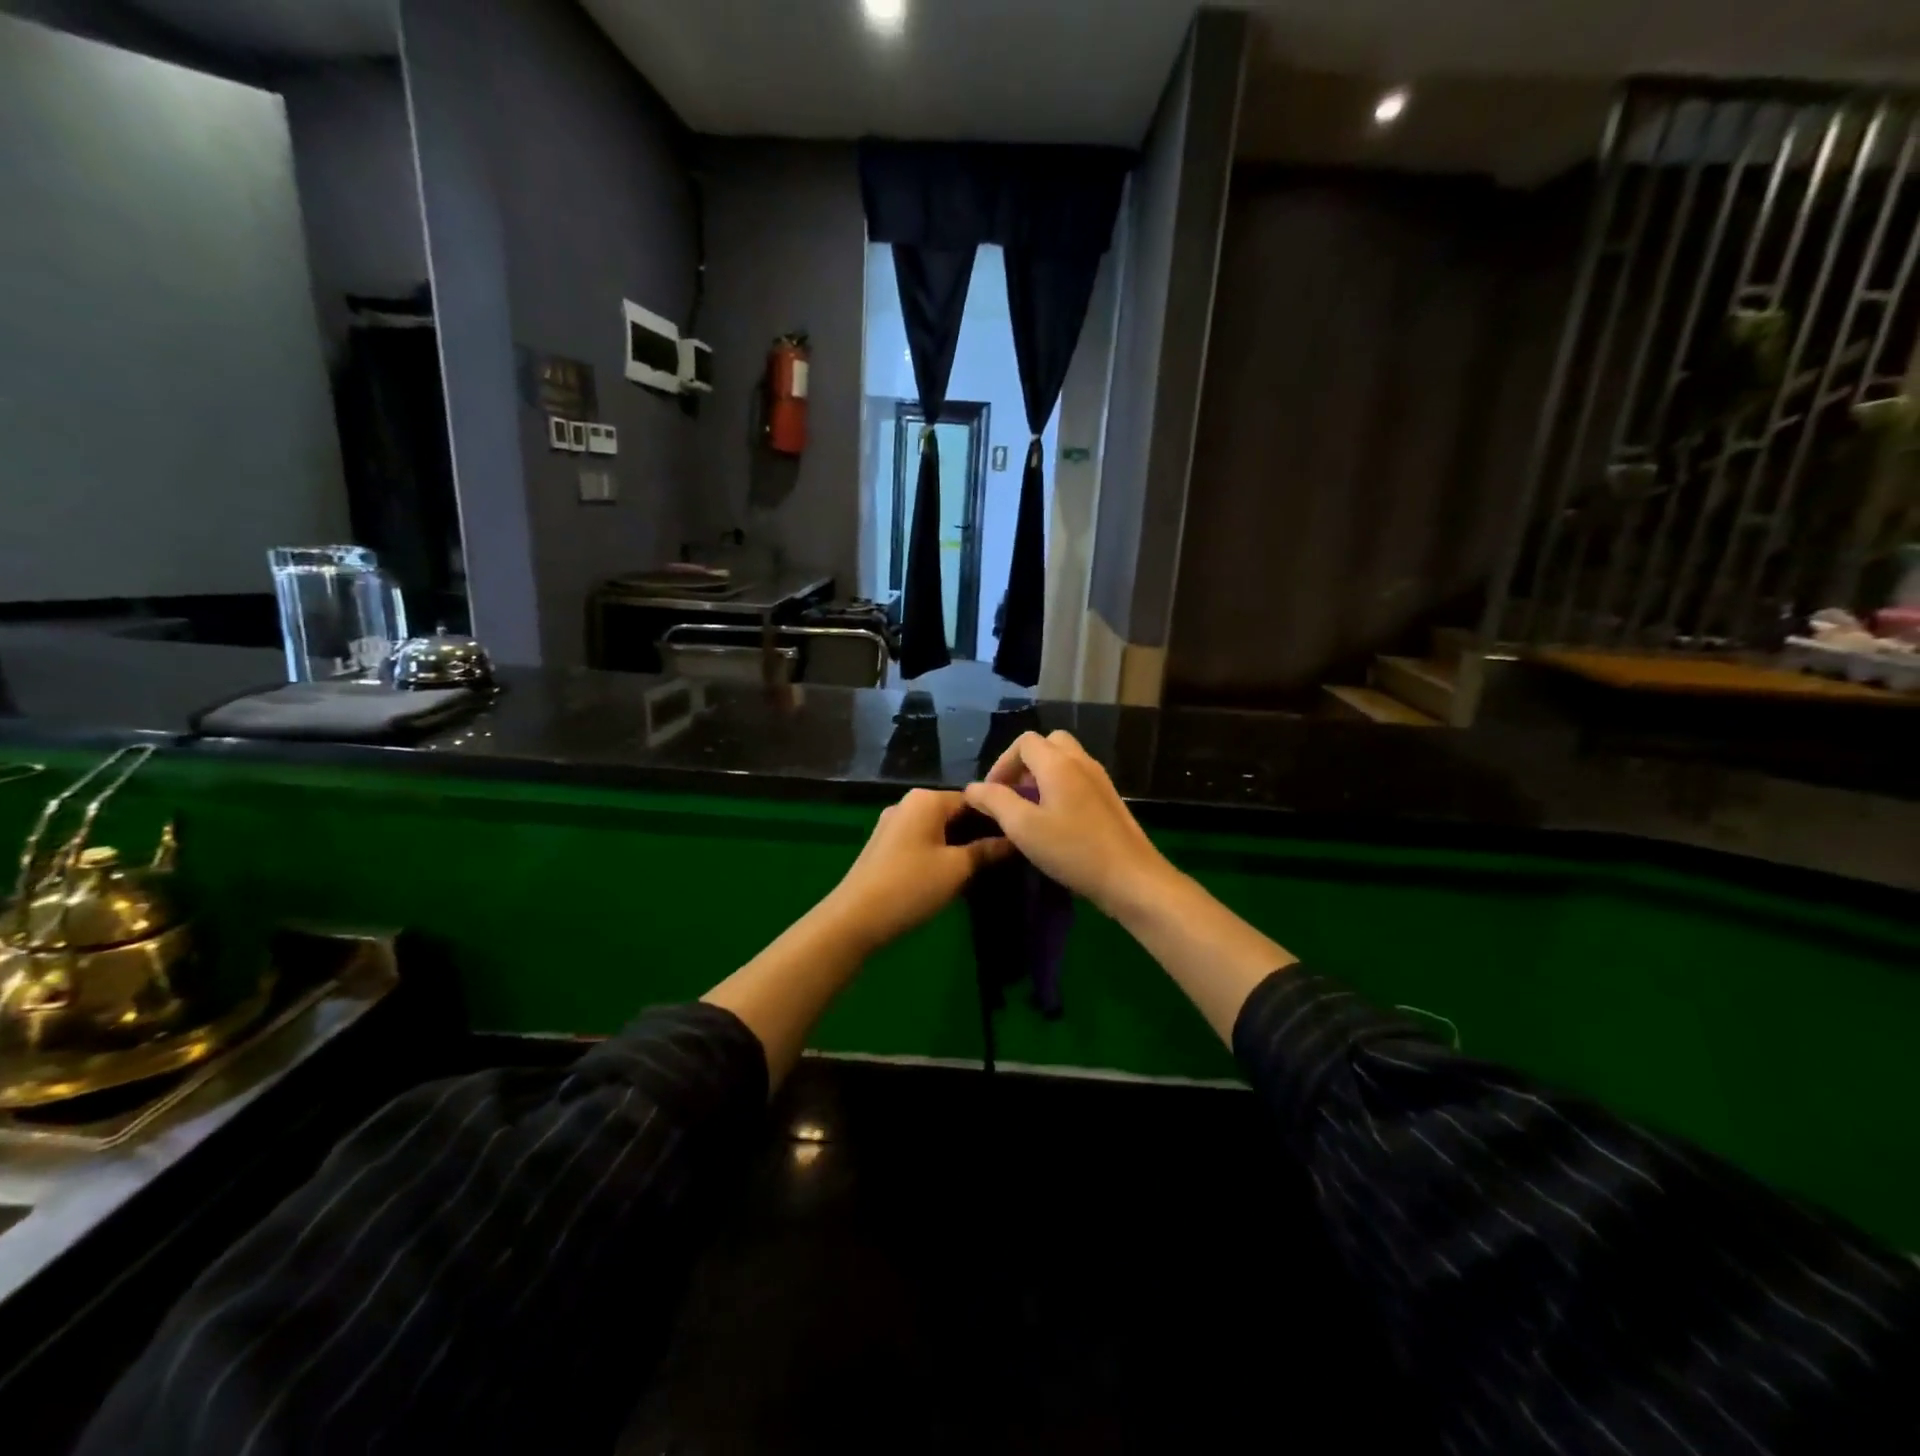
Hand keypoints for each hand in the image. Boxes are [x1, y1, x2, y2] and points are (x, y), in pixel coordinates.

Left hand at [822, 789, 1011, 953]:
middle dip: (979, 832)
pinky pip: (922, 840)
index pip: (974, 798)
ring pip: (938, 828)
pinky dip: (941, 851)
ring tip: (985, 866)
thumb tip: (1015, 840)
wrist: (854, 918)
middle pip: (955, 812)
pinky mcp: (885, 845)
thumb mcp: (957, 869)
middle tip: (1006, 855)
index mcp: (926, 799)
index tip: (1018, 836)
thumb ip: (987, 851)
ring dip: (960, 844)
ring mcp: (893, 824)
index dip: (997, 817)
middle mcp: (908, 803)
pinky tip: (954, 873)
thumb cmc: (911, 886)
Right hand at [962, 731, 1172, 916]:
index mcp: (1058, 763)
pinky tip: (1056, 821)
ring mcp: (1100, 779)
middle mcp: (1081, 762)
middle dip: (1024, 764)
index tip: (993, 795)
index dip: (1002, 764)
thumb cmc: (1073, 850)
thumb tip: (973, 788)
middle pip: (1048, 744)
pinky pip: (1078, 778)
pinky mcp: (1110, 799)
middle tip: (1013, 795)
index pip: (1024, 742)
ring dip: (1042, 776)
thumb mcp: (1023, 827)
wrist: (1131, 878)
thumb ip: (995, 802)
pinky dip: (1060, 787)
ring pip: (1065, 761)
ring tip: (1030, 810)